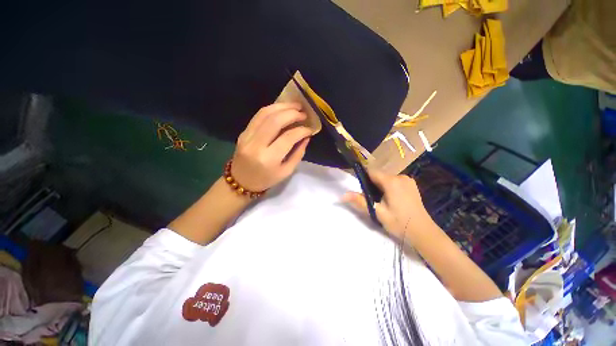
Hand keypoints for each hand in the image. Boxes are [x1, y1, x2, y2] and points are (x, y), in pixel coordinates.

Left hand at [231, 103, 311, 191]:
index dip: (301, 130)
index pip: (288, 138)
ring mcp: (247, 137)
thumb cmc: (266, 179)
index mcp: (269, 159)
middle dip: (292, 113)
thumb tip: (306, 137)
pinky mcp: (243, 132)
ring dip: (282, 106)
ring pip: (264, 114)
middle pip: (275, 121)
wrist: (241, 181)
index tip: (309, 129)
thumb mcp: (286, 171)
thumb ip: (298, 154)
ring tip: (295, 106)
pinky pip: (258, 116)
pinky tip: (282, 109)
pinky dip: (272, 109)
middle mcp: (256, 145)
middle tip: (303, 113)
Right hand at [343, 170, 434, 242]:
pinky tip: (391, 200)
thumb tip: (343, 195)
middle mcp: (400, 176)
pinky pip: (394, 181)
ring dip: (380, 186)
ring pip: (386, 178)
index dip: (363, 178)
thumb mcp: (377, 212)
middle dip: (372, 185)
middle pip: (379, 175)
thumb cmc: (399, 223)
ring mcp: (408, 180)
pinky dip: (388, 187)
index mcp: (392, 182)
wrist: (423, 233)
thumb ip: (360, 201)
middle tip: (373, 200)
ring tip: (382, 202)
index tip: (361, 189)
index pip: (371, 172)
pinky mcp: (411, 184)